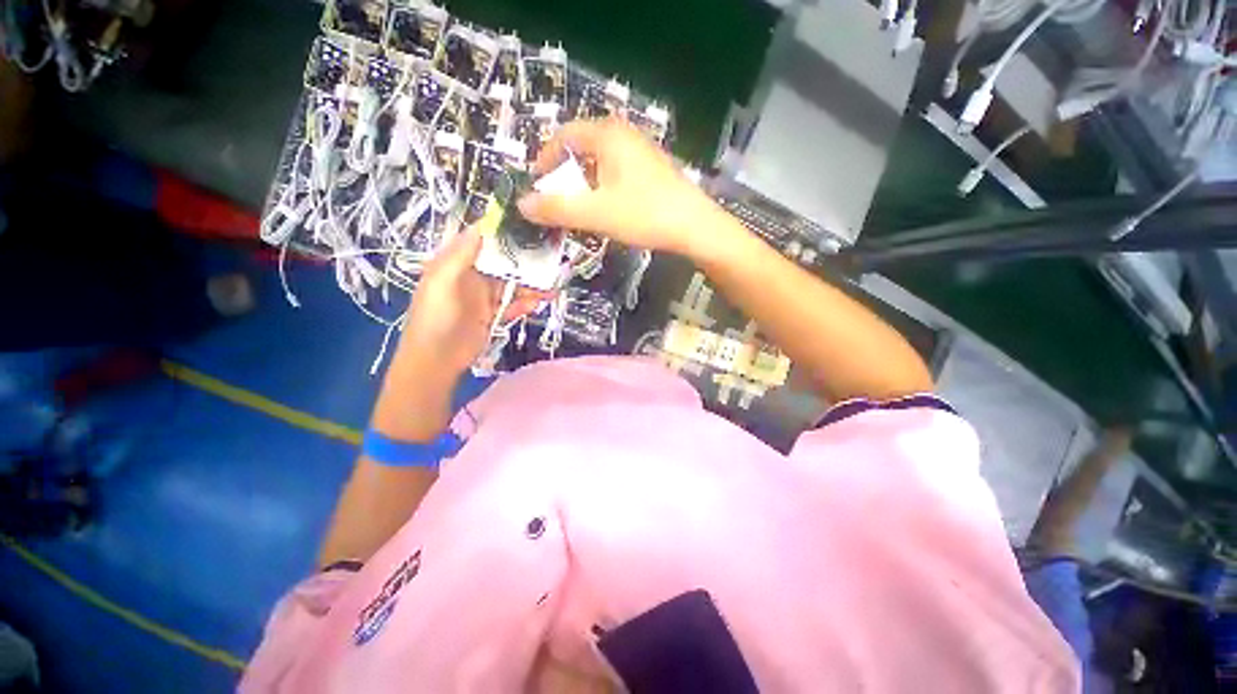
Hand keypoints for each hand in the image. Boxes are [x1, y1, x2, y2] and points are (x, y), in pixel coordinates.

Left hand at [397, 228, 545, 371]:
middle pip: (503, 261)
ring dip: (530, 283)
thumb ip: (461, 254)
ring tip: (551, 284)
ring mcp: (484, 296)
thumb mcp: (442, 281)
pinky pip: (513, 303)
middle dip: (525, 259)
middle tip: (550, 257)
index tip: (529, 226)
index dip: (503, 231)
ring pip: (512, 283)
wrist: (436, 360)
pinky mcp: (493, 314)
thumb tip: (483, 225)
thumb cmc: (435, 317)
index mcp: (456, 261)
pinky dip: (526, 302)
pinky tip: (538, 302)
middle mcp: (472, 275)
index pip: (482, 239)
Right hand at [516, 118, 722, 256]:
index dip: (545, 158)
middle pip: (583, 148)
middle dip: (565, 174)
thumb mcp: (595, 213)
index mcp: (607, 135)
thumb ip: (556, 209)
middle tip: (558, 200)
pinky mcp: (654, 170)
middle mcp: (625, 135)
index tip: (537, 184)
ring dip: (585, 184)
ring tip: (581, 209)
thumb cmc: (643, 214)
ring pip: (602, 162)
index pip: (564, 135)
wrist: (695, 227)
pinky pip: (618, 172)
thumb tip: (521, 205)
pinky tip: (609, 209)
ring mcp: (642, 151)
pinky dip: (605, 188)